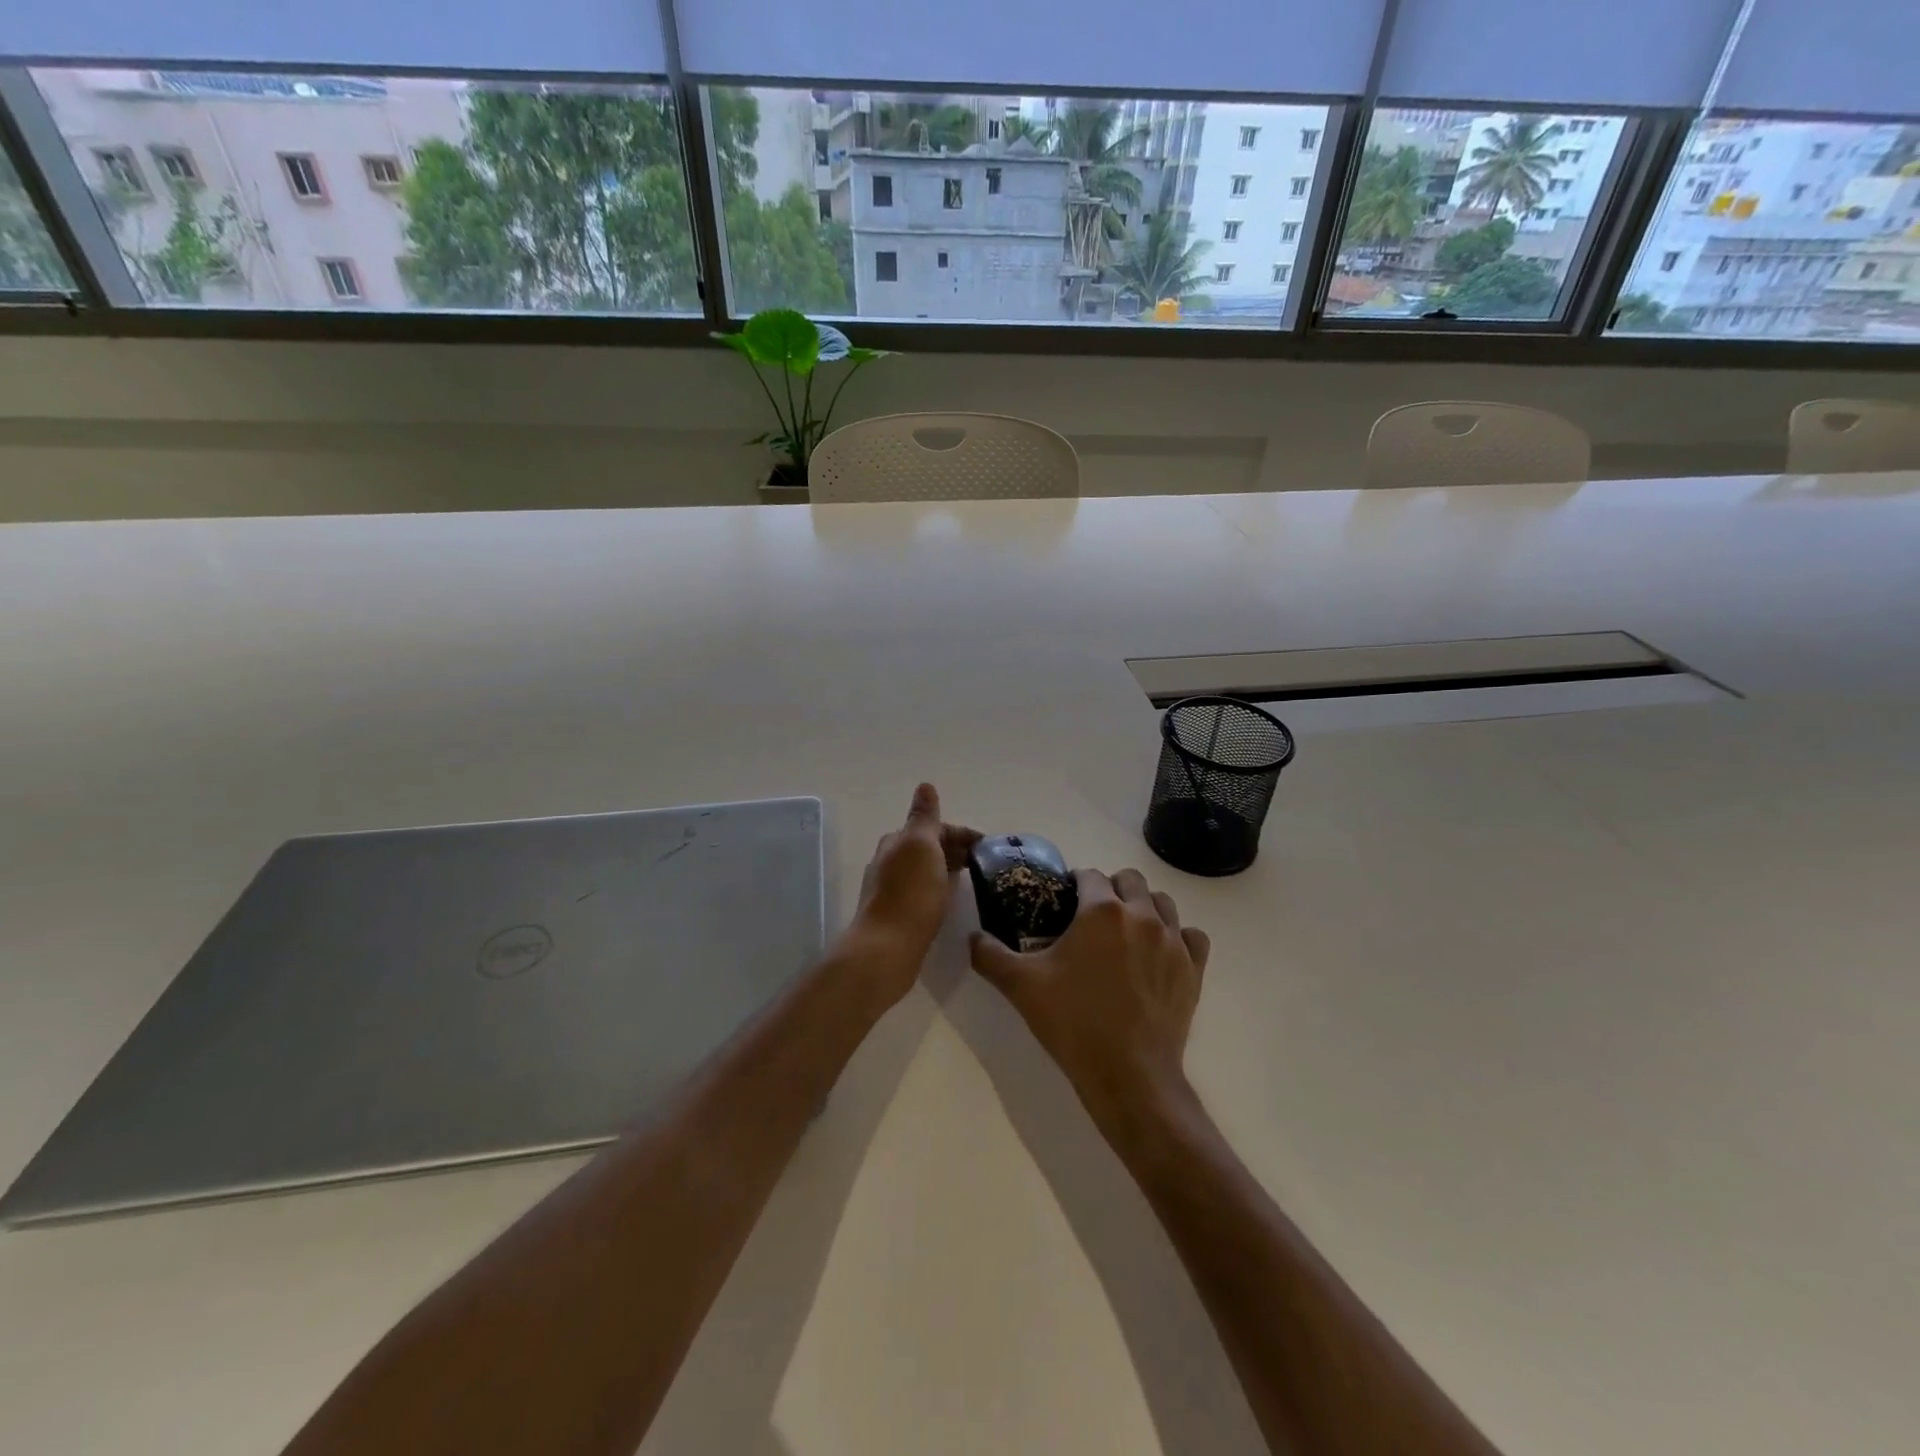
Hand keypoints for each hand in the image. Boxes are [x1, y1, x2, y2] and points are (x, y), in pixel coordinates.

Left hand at [842, 783, 979, 1007]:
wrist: (887, 947)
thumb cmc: (911, 893)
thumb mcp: (921, 845)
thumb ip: (924, 816)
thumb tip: (925, 785)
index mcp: (897, 841)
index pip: (934, 827)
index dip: (961, 833)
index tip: (989, 846)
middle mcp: (890, 860)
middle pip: (929, 847)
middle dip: (955, 849)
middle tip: (986, 864)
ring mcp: (892, 888)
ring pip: (926, 869)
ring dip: (948, 868)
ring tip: (974, 880)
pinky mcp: (898, 913)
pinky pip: (924, 891)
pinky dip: (940, 888)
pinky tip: (951, 900)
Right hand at [970, 867, 1210, 1127]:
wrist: (1129, 1075)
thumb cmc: (1073, 1022)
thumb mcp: (1021, 986)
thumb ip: (989, 954)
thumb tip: (973, 937)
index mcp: (1102, 910)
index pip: (1089, 875)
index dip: (1074, 885)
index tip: (1063, 905)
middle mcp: (1142, 914)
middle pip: (1129, 880)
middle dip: (1110, 889)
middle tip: (1092, 920)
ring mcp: (1173, 941)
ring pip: (1163, 903)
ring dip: (1144, 908)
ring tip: (1126, 934)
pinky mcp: (1194, 969)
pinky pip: (1192, 936)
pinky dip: (1178, 937)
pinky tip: (1160, 955)